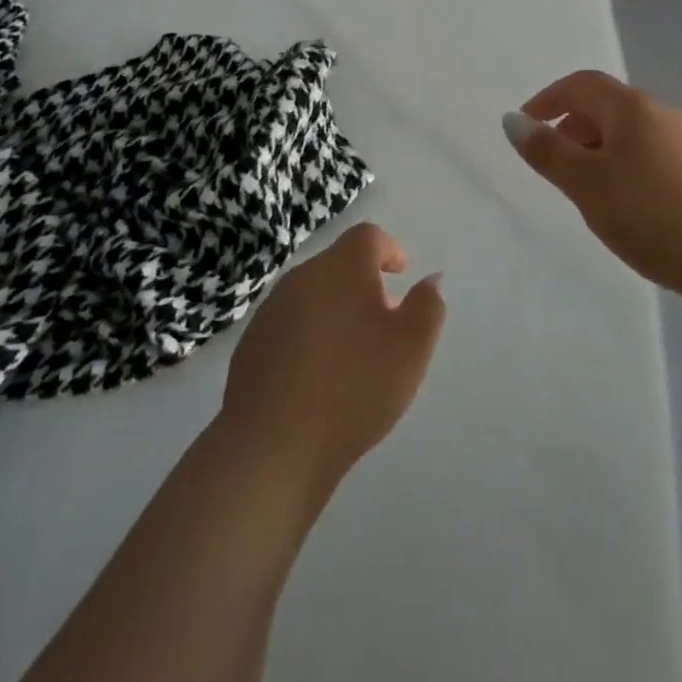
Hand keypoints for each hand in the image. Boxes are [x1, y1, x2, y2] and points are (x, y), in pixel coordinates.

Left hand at [220, 223, 445, 491]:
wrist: (271, 446)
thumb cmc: (353, 388)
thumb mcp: (411, 348)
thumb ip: (427, 306)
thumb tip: (430, 279)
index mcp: (341, 268)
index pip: (367, 236)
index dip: (389, 249)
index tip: (401, 275)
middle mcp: (302, 277)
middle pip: (339, 264)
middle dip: (364, 284)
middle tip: (385, 321)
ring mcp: (270, 309)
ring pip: (313, 295)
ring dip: (337, 310)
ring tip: (354, 354)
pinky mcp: (251, 342)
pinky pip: (291, 324)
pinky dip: (311, 335)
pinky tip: (319, 377)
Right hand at [504, 70, 681, 300]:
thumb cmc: (655, 216)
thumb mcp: (588, 186)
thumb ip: (547, 152)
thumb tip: (512, 120)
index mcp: (634, 109)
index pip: (583, 84)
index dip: (549, 98)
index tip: (526, 124)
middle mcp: (666, 114)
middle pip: (609, 107)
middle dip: (574, 127)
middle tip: (553, 163)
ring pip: (635, 133)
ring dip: (602, 149)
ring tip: (589, 189)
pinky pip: (657, 155)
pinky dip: (630, 166)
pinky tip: (634, 205)